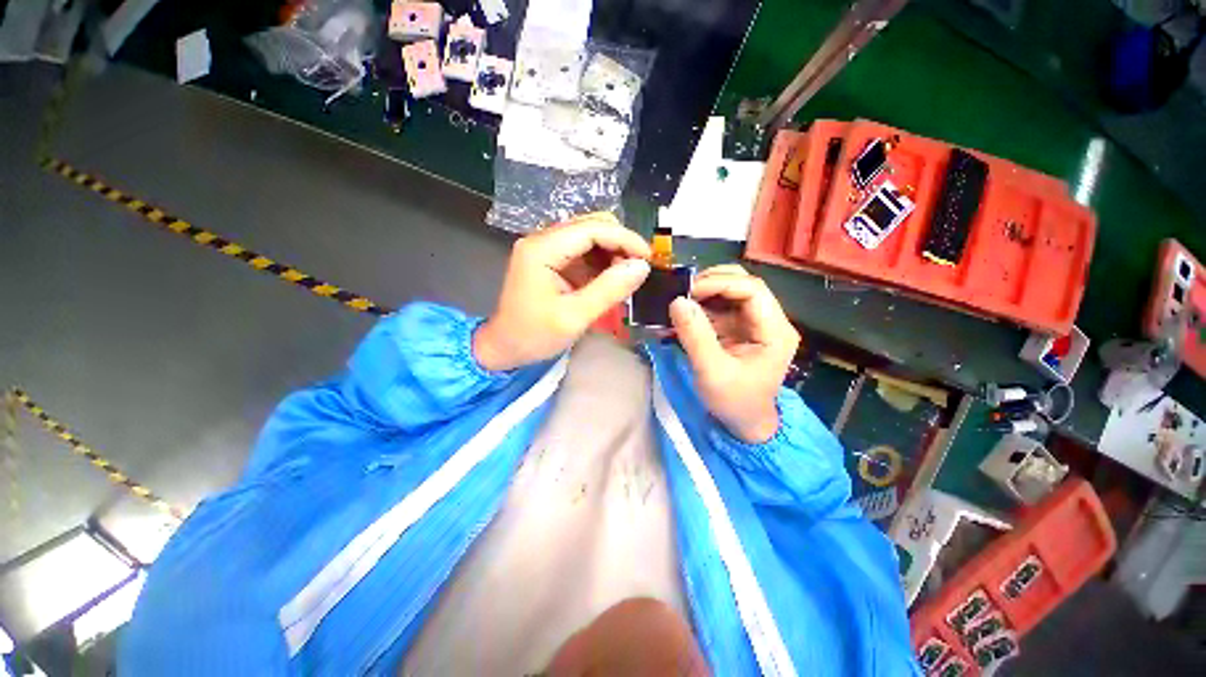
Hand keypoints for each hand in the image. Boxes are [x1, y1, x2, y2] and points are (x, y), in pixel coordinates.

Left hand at [474, 213, 650, 370]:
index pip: (591, 228)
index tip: (649, 258)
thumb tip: (642, 267)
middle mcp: (542, 240)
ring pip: (589, 235)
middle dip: (620, 243)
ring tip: (627, 276)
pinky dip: (601, 261)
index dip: (624, 238)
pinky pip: (583, 250)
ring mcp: (545, 248)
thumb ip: (609, 290)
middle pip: (591, 225)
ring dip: (612, 251)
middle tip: (638, 269)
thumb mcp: (574, 317)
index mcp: (542, 249)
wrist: (504, 347)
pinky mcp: (550, 259)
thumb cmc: (534, 336)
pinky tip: (611, 278)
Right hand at [669, 265, 799, 442]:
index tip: (688, 291)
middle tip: (683, 291)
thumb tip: (677, 301)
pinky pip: (722, 308)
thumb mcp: (712, 372)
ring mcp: (756, 324)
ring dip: (705, 293)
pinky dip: (702, 306)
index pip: (752, 290)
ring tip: (680, 301)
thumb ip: (695, 336)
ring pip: (732, 293)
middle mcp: (770, 321)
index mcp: (775, 331)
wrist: (744, 425)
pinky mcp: (741, 329)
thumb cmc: (734, 403)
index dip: (720, 283)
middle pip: (744, 285)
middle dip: (712, 283)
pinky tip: (685, 313)